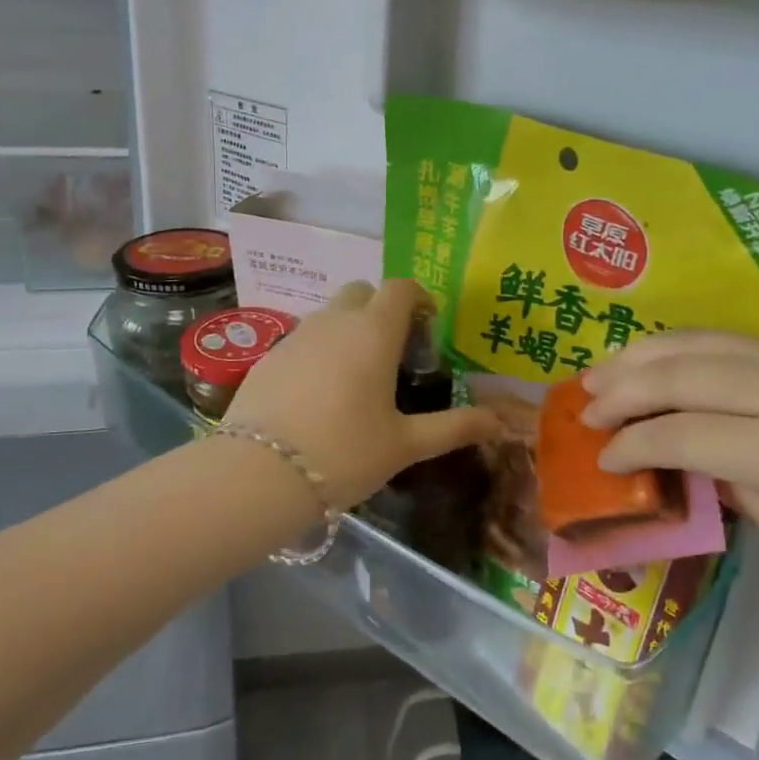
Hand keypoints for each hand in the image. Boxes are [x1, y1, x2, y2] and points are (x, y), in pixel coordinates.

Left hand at [226, 280, 503, 507]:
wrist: (259, 472)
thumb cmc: (345, 452)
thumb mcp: (405, 444)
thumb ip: (453, 427)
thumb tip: (499, 422)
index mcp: (373, 331)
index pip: (399, 287)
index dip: (417, 297)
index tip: (427, 324)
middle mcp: (334, 320)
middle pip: (362, 291)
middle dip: (381, 308)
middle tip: (394, 351)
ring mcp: (296, 334)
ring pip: (329, 314)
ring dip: (348, 328)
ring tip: (357, 376)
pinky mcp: (269, 355)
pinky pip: (303, 338)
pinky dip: (319, 350)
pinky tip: (318, 393)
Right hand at [580, 332, 758, 598]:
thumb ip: (731, 488)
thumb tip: (676, 459)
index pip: (680, 433)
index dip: (629, 445)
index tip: (601, 459)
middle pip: (679, 371)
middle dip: (620, 387)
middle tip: (583, 405)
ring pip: (700, 340)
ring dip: (641, 355)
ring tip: (603, 373)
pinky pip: (733, 340)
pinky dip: (682, 350)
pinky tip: (659, 363)